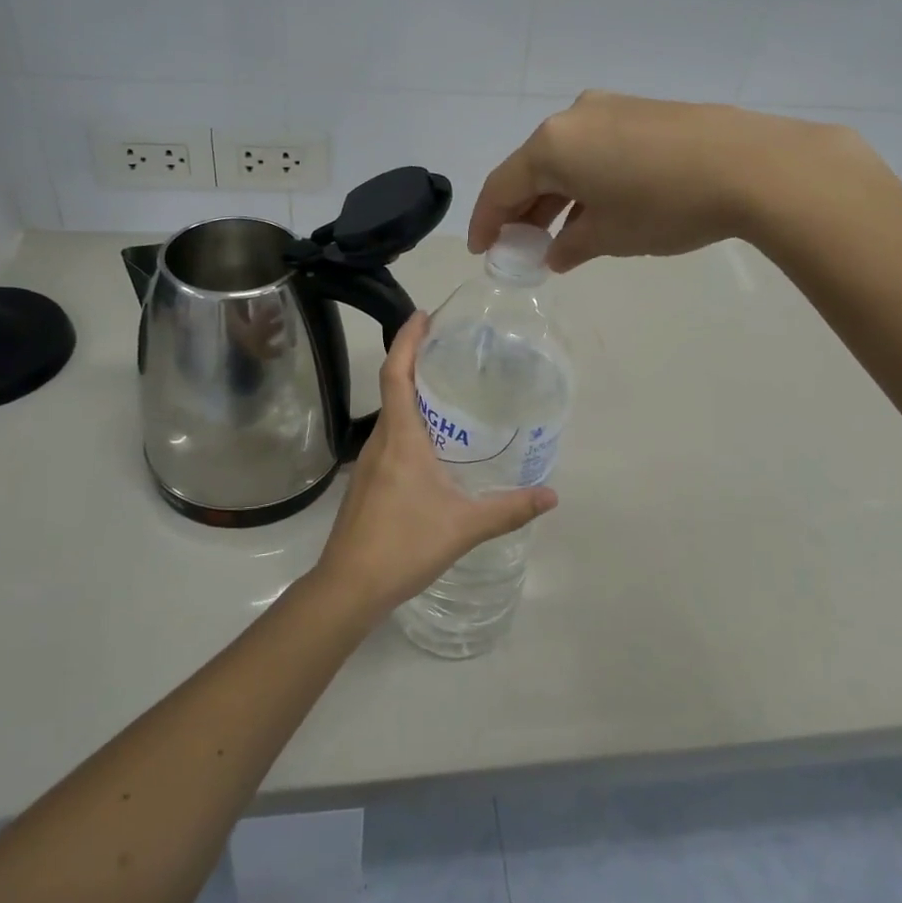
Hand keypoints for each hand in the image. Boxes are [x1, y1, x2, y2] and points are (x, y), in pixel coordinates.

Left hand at [307, 313, 556, 624]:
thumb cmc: (404, 545)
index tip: (423, 315)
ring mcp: (368, 463)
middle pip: (393, 387)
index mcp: (401, 438)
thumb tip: (552, 496)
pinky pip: (389, 438)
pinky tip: (432, 443)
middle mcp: (380, 442)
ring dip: (412, 392)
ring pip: (390, 415)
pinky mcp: (366, 484)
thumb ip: (509, 509)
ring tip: (446, 388)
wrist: (349, 586)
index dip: (407, 340)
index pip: (397, 374)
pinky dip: (408, 423)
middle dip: (414, 359)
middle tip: (448, 346)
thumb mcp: (464, 526)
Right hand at [469, 90, 878, 271]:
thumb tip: (556, 253)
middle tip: (519, 247)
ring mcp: (611, 109)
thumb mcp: (609, 235)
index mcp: (552, 144)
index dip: (487, 222)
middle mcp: (574, 117)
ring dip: (557, 198)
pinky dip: (587, 181)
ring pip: (567, 158)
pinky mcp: (644, 112)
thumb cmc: (664, 205)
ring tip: (558, 237)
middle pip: (532, 168)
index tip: (482, 251)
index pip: (502, 185)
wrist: (751, 166)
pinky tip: (598, 210)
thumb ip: (570, 246)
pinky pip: (597, 150)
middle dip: (523, 211)